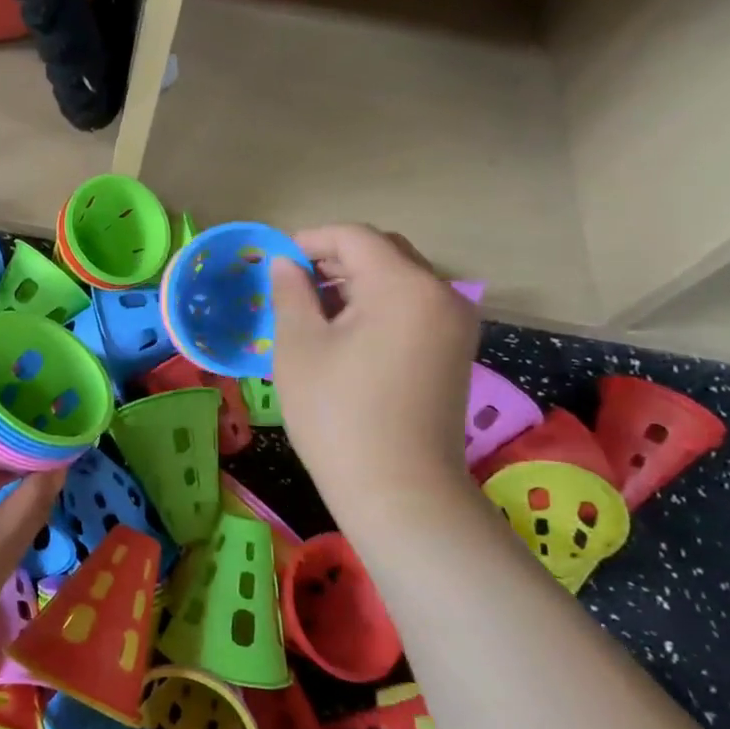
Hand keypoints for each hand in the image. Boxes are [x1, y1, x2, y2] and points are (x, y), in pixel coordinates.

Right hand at [269, 225, 479, 522]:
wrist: (400, 491)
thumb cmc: (337, 414)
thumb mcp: (299, 346)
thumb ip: (290, 292)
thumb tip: (285, 263)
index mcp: (404, 285)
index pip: (354, 237)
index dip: (310, 240)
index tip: (274, 261)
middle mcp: (441, 293)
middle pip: (384, 251)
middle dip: (335, 259)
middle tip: (292, 285)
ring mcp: (455, 323)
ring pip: (400, 279)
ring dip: (356, 282)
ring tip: (314, 311)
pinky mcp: (455, 350)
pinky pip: (414, 307)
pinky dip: (379, 306)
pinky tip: (347, 334)